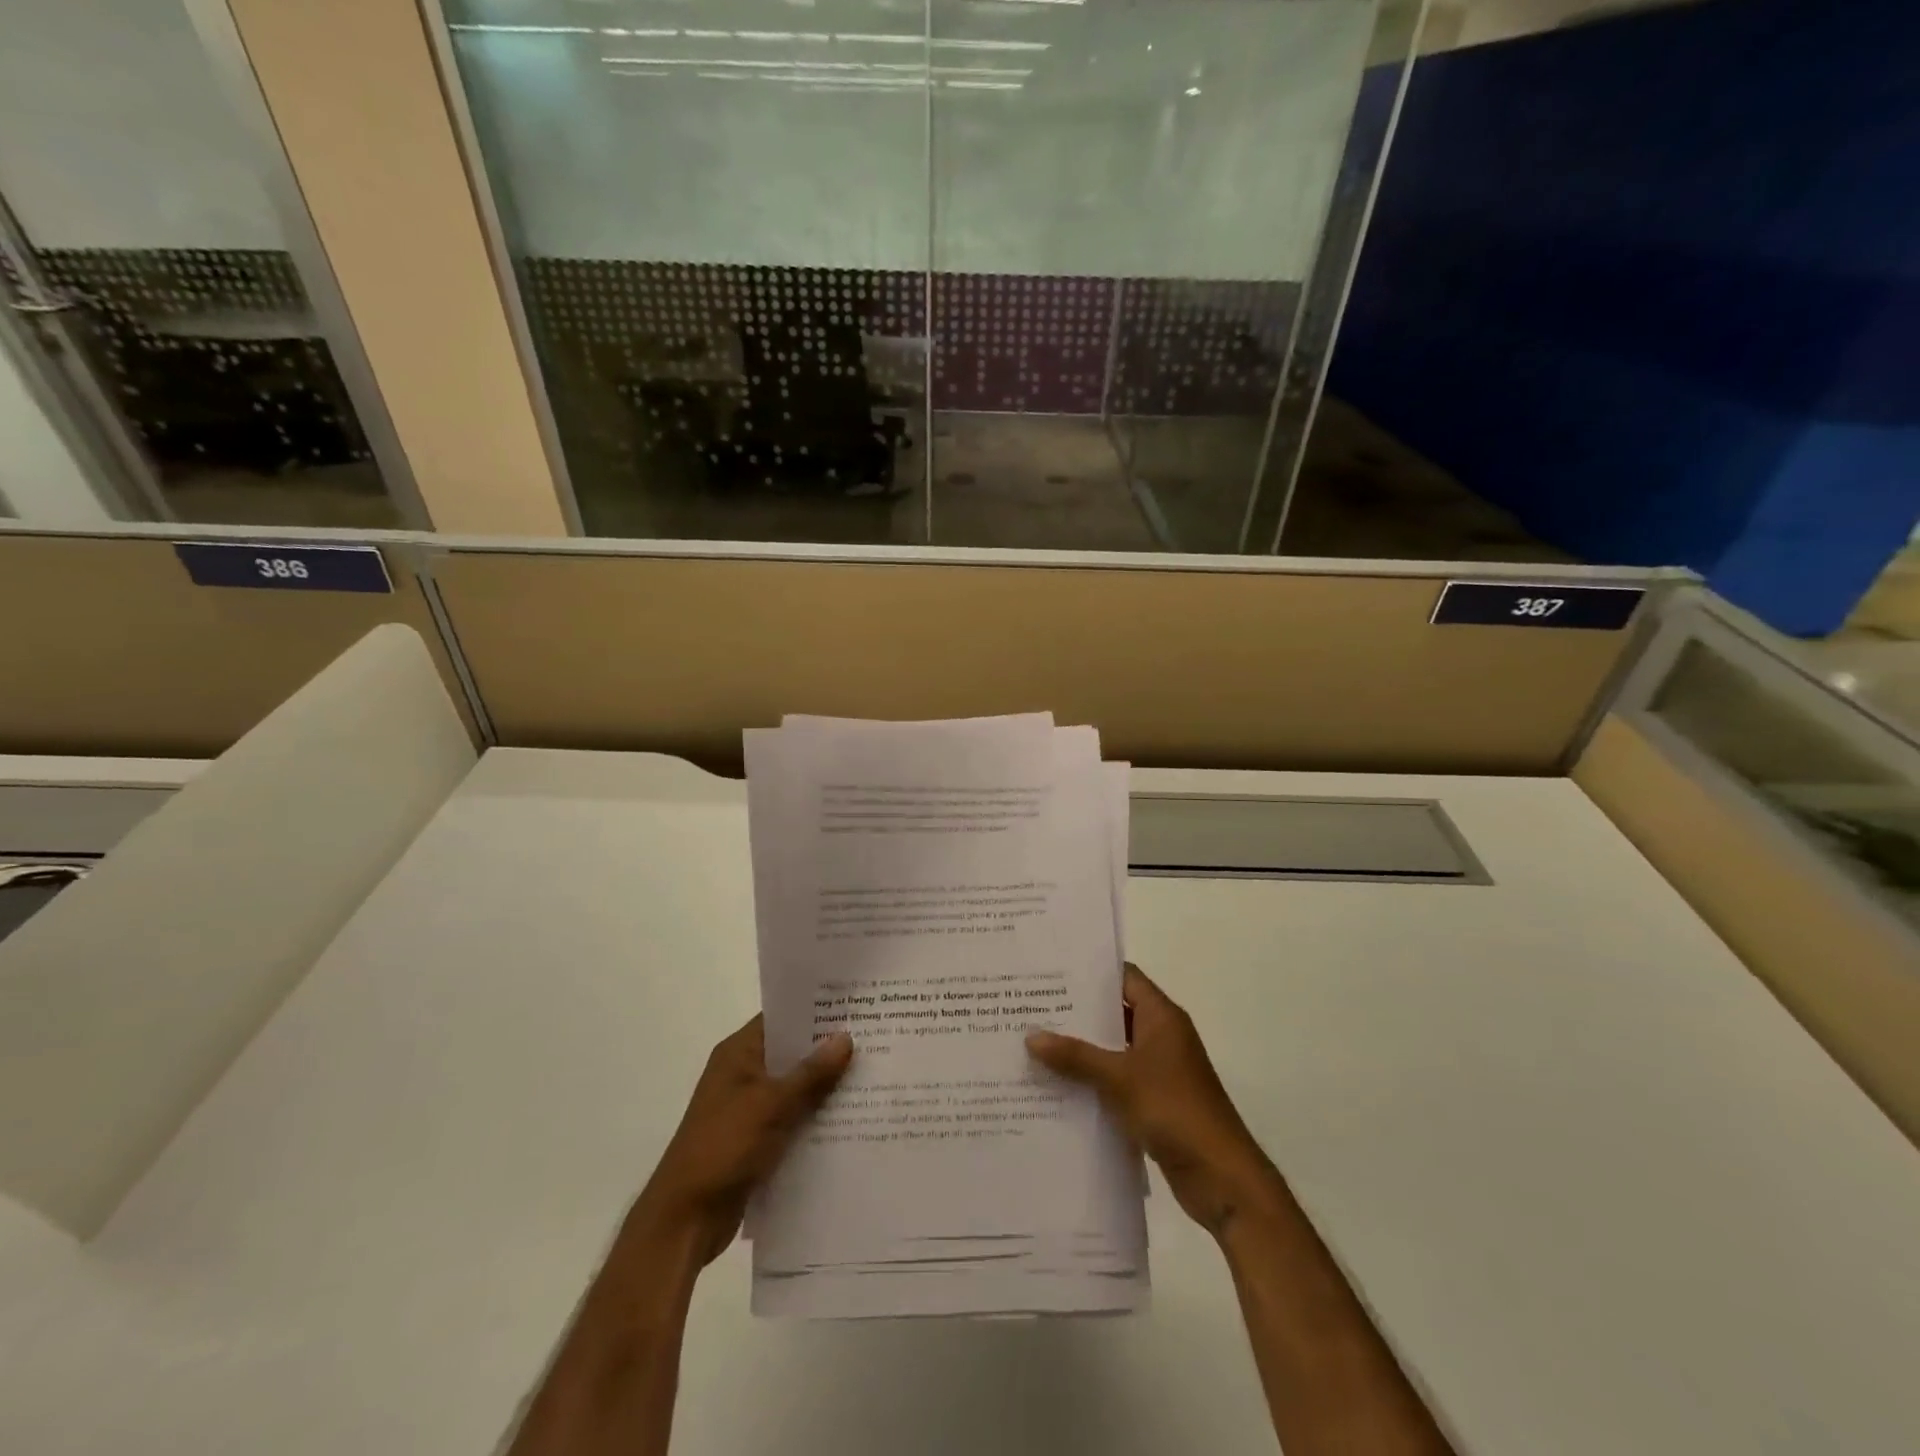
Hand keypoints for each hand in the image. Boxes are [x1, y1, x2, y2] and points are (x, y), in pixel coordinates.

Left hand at [628, 1016, 853, 1265]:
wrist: (685, 1220)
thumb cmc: (723, 1147)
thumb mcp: (770, 1105)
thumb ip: (810, 1073)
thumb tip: (846, 1037)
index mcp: (738, 1054)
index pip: (781, 1018)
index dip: (815, 1010)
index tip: (854, 1005)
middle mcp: (743, 1074)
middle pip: (792, 1053)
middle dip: (828, 1049)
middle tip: (875, 1037)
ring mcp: (750, 1108)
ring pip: (796, 1087)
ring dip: (826, 1085)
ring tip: (873, 1074)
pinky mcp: (758, 1139)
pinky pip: (794, 1118)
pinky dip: (817, 1117)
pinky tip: (853, 1117)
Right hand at [1027, 964, 1277, 1237]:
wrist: (1221, 1177)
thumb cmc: (1174, 1110)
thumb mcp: (1119, 1078)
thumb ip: (1075, 1056)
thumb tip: (1031, 1036)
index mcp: (1161, 1017)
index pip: (1124, 977)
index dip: (1090, 972)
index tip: (1052, 971)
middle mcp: (1161, 1036)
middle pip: (1115, 1012)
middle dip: (1076, 1013)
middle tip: (1031, 1007)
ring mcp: (1159, 1070)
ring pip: (1113, 1049)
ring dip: (1081, 1050)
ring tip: (1035, 1044)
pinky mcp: (1155, 1101)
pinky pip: (1116, 1080)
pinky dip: (1091, 1081)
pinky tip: (1056, 1086)